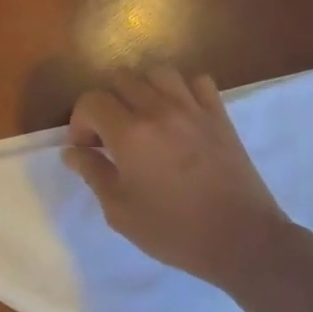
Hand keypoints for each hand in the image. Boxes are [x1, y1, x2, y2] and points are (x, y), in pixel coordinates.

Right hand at [63, 67, 297, 296]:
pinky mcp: (219, 115)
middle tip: (109, 136)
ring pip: (157, 72)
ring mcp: (193, 109)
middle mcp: (159, 110)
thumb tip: (72, 151)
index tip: (85, 149)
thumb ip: (93, 173)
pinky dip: (180, 90)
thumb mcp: (119, 210)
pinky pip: (197, 82)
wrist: (240, 238)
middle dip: (106, 104)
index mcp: (130, 134)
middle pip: (121, 79)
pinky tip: (176, 115)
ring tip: (141, 118)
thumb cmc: (172, 230)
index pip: (91, 101)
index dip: (79, 122)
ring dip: (141, 89)